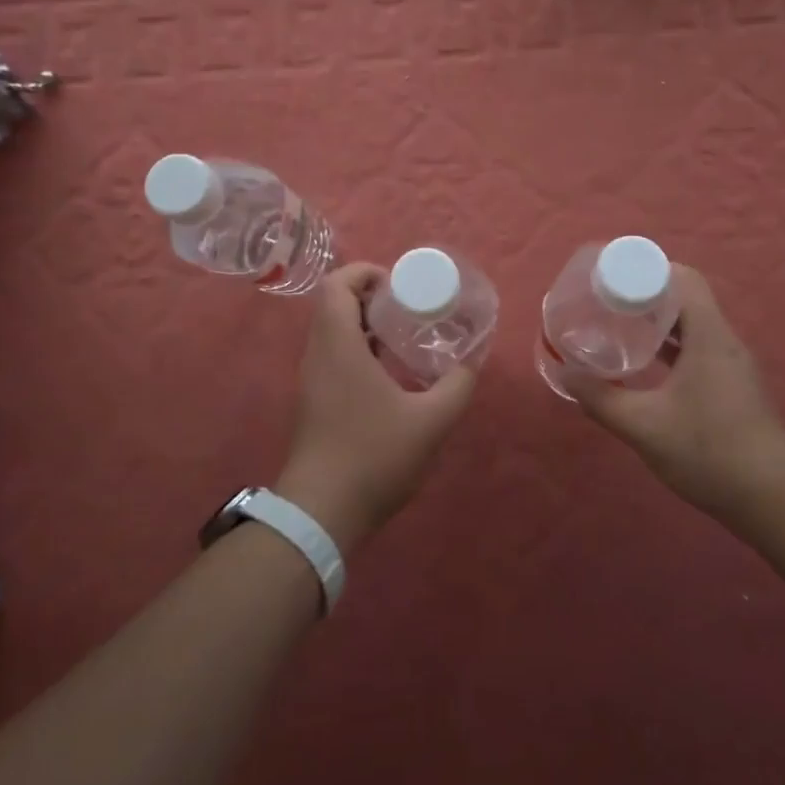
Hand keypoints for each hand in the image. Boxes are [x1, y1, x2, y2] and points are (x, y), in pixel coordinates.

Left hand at [275, 262, 476, 553]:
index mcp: (339, 345)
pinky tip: (388, 373)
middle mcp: (317, 354)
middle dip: (369, 297)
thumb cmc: (374, 456)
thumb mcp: (431, 421)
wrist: (321, 511)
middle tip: (407, 307)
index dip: (364, 273)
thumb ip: (457, 385)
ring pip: (331, 332)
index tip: (397, 284)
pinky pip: (331, 356)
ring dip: (363, 324)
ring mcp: (311, 380)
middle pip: (334, 305)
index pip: (337, 285)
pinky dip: (356, 349)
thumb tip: (473, 360)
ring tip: (402, 336)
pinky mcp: (313, 402)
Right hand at [567, 265, 784, 521]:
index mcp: (709, 336)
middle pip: (685, 298)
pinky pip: (697, 349)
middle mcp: (724, 341)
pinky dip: (670, 347)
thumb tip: (565, 373)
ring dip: (657, 323)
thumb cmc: (709, 452)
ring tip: (618, 328)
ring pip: (691, 326)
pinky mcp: (732, 386)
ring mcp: (731, 364)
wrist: (772, 499)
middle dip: (645, 295)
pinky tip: (645, 365)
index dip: (648, 271)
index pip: (684, 279)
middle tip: (606, 303)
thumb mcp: (644, 426)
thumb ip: (601, 399)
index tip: (612, 280)